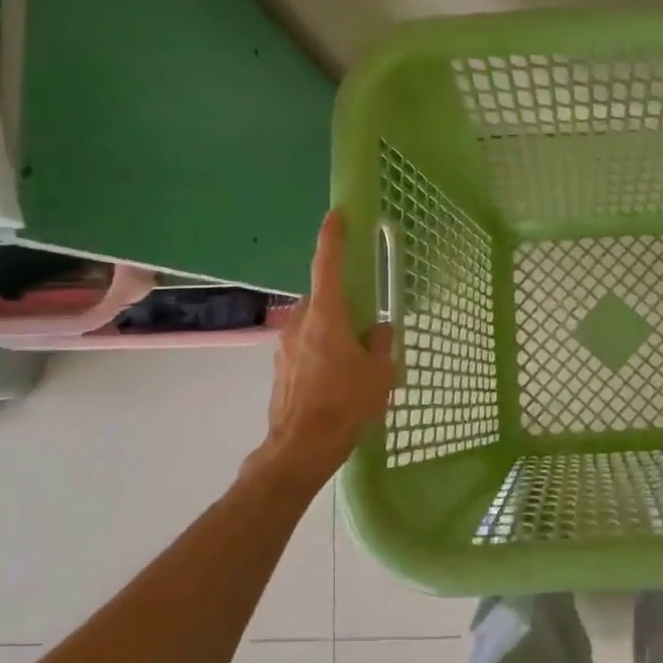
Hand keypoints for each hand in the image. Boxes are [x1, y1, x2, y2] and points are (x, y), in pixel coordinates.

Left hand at [261, 211, 396, 485]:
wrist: (300, 447)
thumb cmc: (345, 403)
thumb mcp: (380, 373)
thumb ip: (382, 344)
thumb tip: (380, 331)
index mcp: (327, 316)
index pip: (326, 265)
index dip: (332, 237)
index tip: (336, 215)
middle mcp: (300, 323)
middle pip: (322, 300)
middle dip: (343, 306)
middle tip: (365, 327)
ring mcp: (285, 346)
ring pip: (314, 326)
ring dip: (332, 333)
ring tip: (354, 364)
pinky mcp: (280, 369)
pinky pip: (305, 349)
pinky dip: (321, 354)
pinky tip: (337, 383)